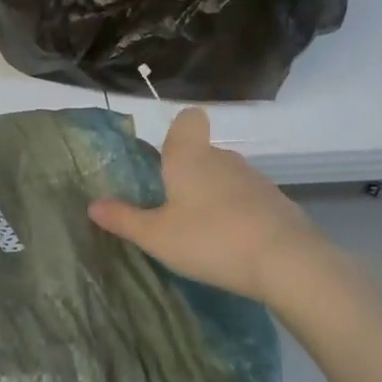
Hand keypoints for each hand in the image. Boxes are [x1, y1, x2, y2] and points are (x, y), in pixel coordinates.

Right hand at [88, 107, 348, 302]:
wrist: (289, 262)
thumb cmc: (211, 239)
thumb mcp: (157, 236)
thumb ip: (124, 219)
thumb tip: (93, 204)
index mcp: (190, 157)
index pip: (189, 119)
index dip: (179, 129)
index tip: (166, 156)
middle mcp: (223, 159)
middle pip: (203, 153)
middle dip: (188, 174)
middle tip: (172, 209)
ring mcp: (255, 180)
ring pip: (226, 177)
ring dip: (214, 197)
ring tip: (202, 233)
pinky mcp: (278, 203)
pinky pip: (248, 200)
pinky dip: (238, 215)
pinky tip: (232, 246)